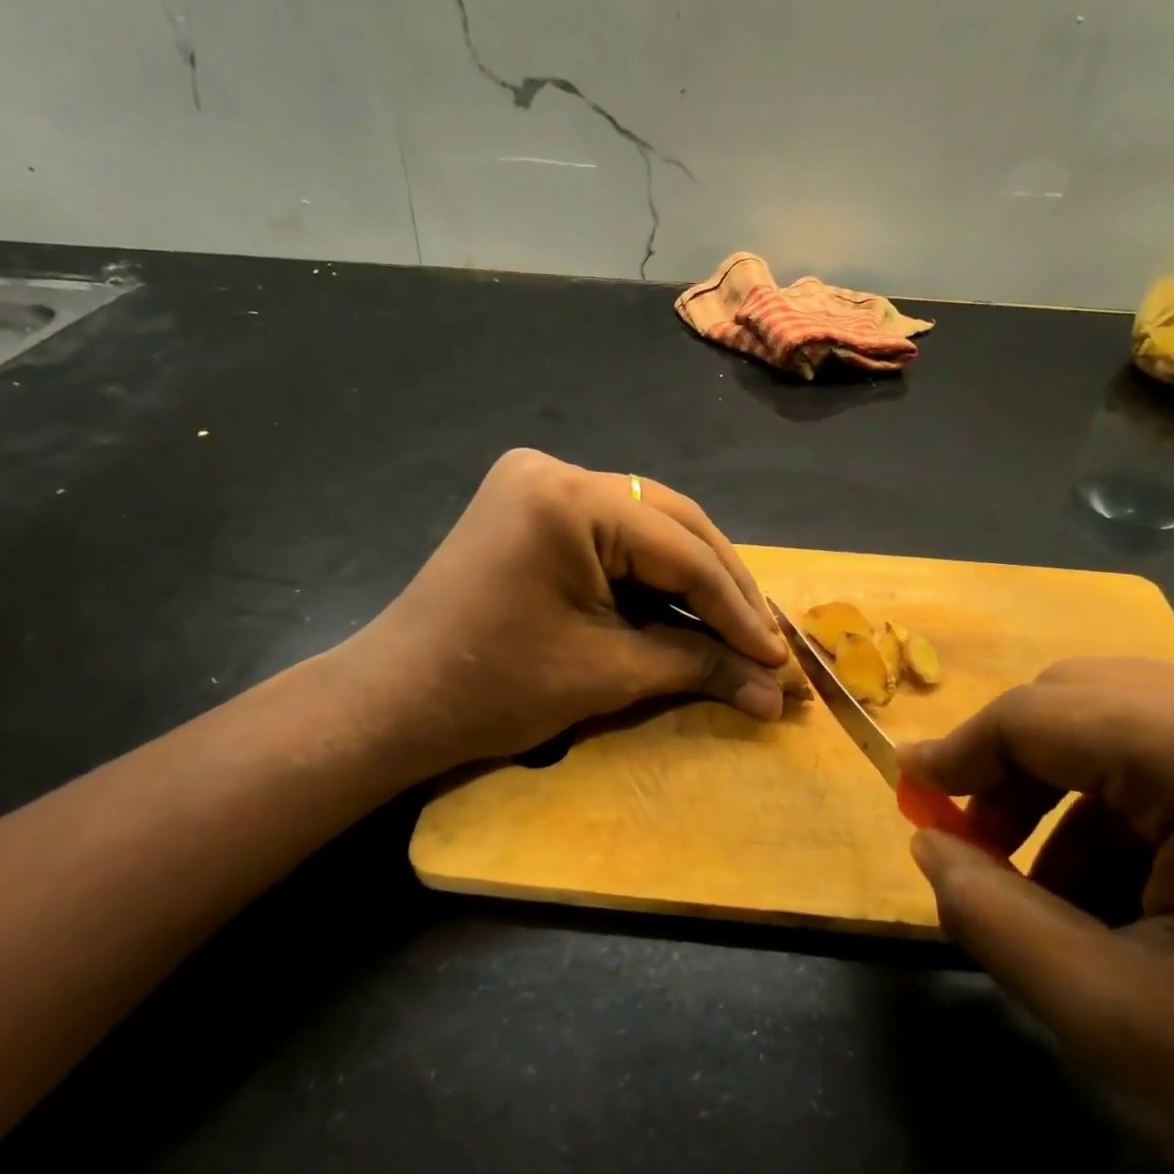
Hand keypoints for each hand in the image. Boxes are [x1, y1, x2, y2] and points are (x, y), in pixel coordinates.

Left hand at [355, 449, 787, 776]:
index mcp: (570, 499)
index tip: (779, 659)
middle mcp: (556, 470)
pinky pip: (612, 536)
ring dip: (692, 579)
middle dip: (722, 588)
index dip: (738, 609)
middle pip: (671, 525)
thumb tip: (775, 693)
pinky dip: (650, 575)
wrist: (394, 703)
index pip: (682, 551)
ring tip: (736, 629)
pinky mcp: (529, 508)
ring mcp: (538, 483)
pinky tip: (683, 608)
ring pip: (647, 527)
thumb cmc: (494, 690)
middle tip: (765, 642)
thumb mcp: (608, 675)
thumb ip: (698, 666)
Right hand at [899, 660, 1173, 1173]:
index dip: (958, 755)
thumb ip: (996, 921)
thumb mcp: (1134, 1028)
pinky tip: (1149, 886)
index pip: (1040, 714)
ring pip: (1128, 719)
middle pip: (1081, 700)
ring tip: (1066, 893)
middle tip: (983, 856)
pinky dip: (1135, 802)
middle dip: (1012, 773)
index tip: (911, 800)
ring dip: (1072, 794)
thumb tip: (929, 842)